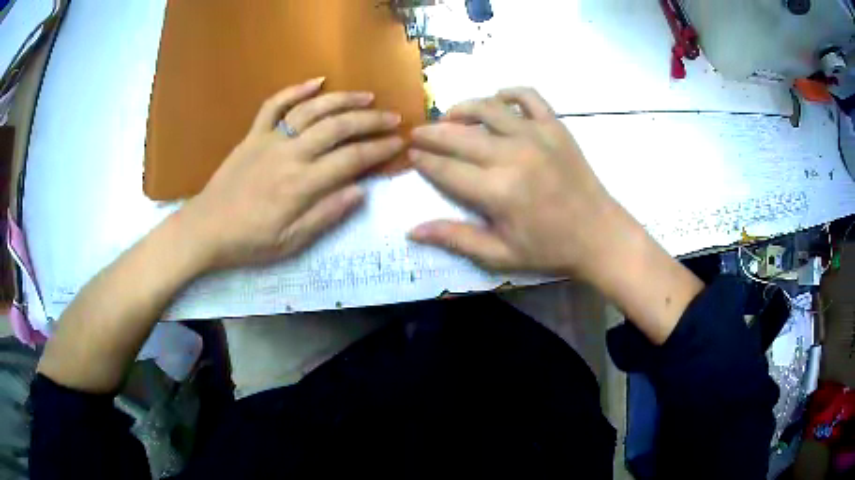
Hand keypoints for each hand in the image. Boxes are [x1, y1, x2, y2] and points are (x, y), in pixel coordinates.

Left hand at [179, 78, 403, 270]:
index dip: (379, 149)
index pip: (351, 159)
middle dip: (370, 120)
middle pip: (337, 127)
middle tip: (393, 117)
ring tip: (366, 96)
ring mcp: (269, 140)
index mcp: (301, 184)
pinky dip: (295, 90)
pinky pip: (274, 105)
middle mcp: (289, 154)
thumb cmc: (249, 241)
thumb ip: (326, 215)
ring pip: (311, 110)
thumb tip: (361, 191)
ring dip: (342, 99)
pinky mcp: (253, 135)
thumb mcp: (291, 242)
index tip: (399, 143)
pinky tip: (317, 81)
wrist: (206, 229)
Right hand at [407, 88, 622, 279]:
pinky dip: (510, 92)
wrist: (599, 235)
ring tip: (449, 116)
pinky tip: (498, 99)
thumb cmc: (549, 249)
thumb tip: (412, 230)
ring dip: (462, 108)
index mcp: (497, 191)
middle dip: (431, 132)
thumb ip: (456, 238)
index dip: (423, 160)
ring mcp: (537, 135)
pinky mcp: (556, 126)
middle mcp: (512, 155)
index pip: (446, 169)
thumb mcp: (500, 255)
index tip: (410, 154)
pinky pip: (529, 96)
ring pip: (488, 108)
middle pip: (459, 135)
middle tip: (417, 132)